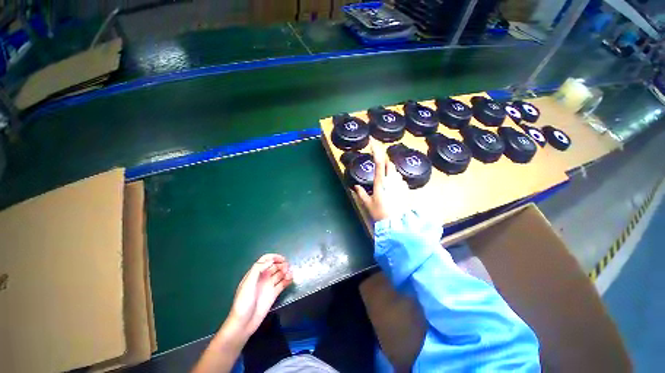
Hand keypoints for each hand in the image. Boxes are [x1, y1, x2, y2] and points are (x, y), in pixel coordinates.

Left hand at [226, 254, 292, 337]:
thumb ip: (258, 269)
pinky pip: (283, 284)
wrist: (243, 323)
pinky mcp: (274, 294)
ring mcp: (269, 286)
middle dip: (282, 265)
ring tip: (289, 274)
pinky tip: (291, 279)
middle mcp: (263, 278)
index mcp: (255, 273)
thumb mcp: (248, 283)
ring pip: (280, 274)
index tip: (282, 259)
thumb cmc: (243, 302)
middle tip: (287, 268)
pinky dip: (288, 280)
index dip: (274, 257)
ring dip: (286, 271)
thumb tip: (271, 260)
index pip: (265, 260)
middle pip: (274, 266)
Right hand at [354, 143, 408, 220]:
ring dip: (388, 169)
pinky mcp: (405, 188)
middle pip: (388, 163)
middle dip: (383, 159)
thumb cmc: (381, 213)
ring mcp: (400, 183)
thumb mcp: (368, 204)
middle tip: (377, 162)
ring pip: (394, 170)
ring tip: (383, 176)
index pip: (379, 162)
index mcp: (380, 182)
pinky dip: (394, 177)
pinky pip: (399, 178)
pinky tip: (391, 185)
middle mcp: (391, 179)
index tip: (372, 143)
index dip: (376, 151)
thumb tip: (355, 187)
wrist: (398, 223)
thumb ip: (361, 194)